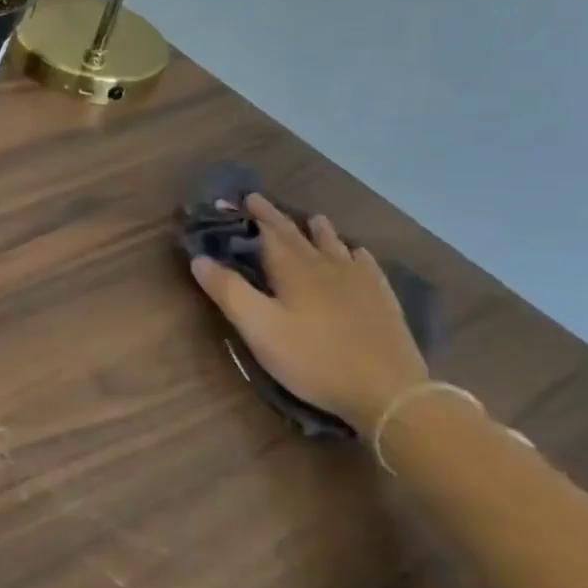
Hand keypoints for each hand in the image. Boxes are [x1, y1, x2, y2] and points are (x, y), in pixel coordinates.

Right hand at [190, 194, 428, 434]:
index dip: (254, 214)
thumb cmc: (312, 358)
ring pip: (335, 246)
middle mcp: (327, 266)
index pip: (269, 232)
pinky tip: (357, 253)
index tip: (240, 197)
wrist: (387, 390)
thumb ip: (228, 291)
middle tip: (261, 201)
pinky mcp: (382, 300)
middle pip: (299, 235)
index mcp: (294, 270)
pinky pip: (367, 265)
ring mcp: (359, 282)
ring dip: (319, 230)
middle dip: (277, 217)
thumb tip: (200, 259)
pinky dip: (355, 253)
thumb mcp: (258, 327)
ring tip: (313, 219)